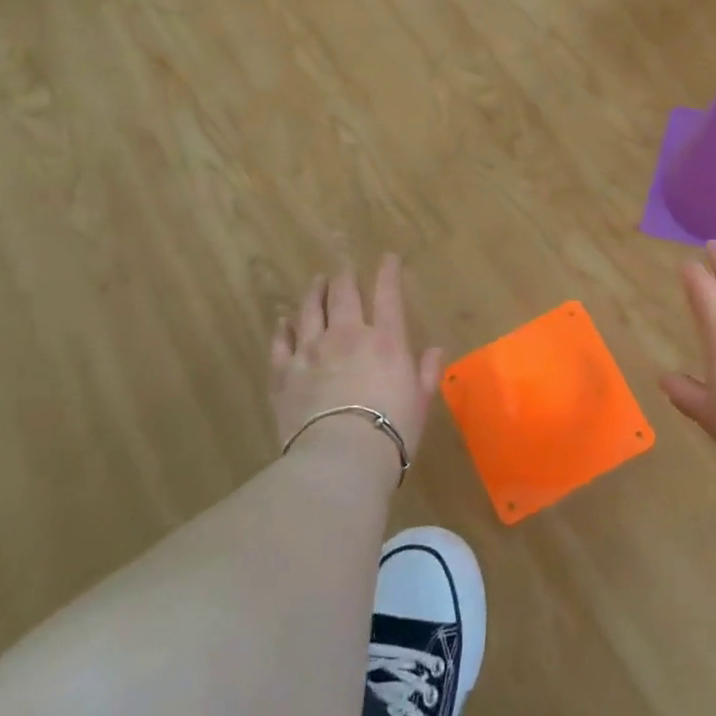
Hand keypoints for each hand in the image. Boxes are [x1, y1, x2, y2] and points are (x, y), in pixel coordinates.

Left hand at [271, 255, 442, 469]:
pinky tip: (283, 320)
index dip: (388, 272)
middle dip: (345, 276)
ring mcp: (311, 350)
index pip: (388, 294)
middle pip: (343, 293)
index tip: (388, 258)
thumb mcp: (421, 401)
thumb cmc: (392, 430)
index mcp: (386, 340)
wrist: (341, 457)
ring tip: (316, 282)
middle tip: (344, 268)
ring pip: (310, 309)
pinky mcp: (283, 372)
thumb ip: (427, 371)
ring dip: (314, 292)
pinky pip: (281, 340)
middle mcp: (347, 335)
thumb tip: (435, 349)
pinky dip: (283, 326)